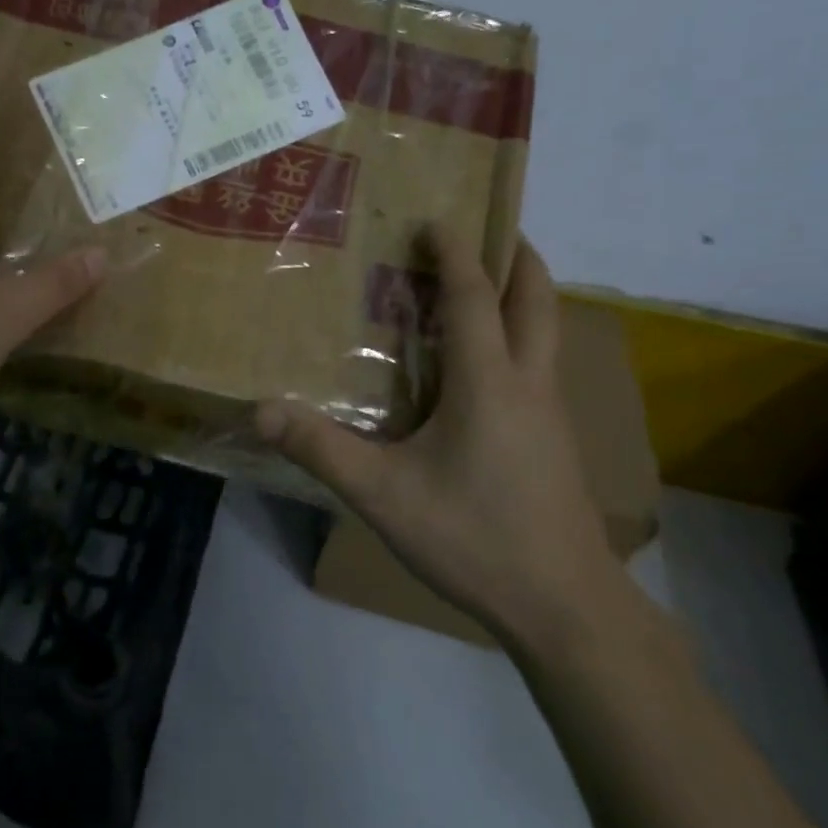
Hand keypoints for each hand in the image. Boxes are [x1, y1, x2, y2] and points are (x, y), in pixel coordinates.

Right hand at [256, 233, 624, 652]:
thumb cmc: (475, 538)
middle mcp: (528, 383)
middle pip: (536, 298)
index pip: (474, 297)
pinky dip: (520, 334)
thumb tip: (261, 410)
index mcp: (488, 382)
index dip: (455, 253)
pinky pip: (541, 363)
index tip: (435, 220)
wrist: (566, 607)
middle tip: (487, 229)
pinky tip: (487, 362)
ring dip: (521, 294)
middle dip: (516, 254)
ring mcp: (551, 411)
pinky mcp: (556, 439)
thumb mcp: (385, 496)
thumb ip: (322, 450)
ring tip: (484, 282)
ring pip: (547, 330)